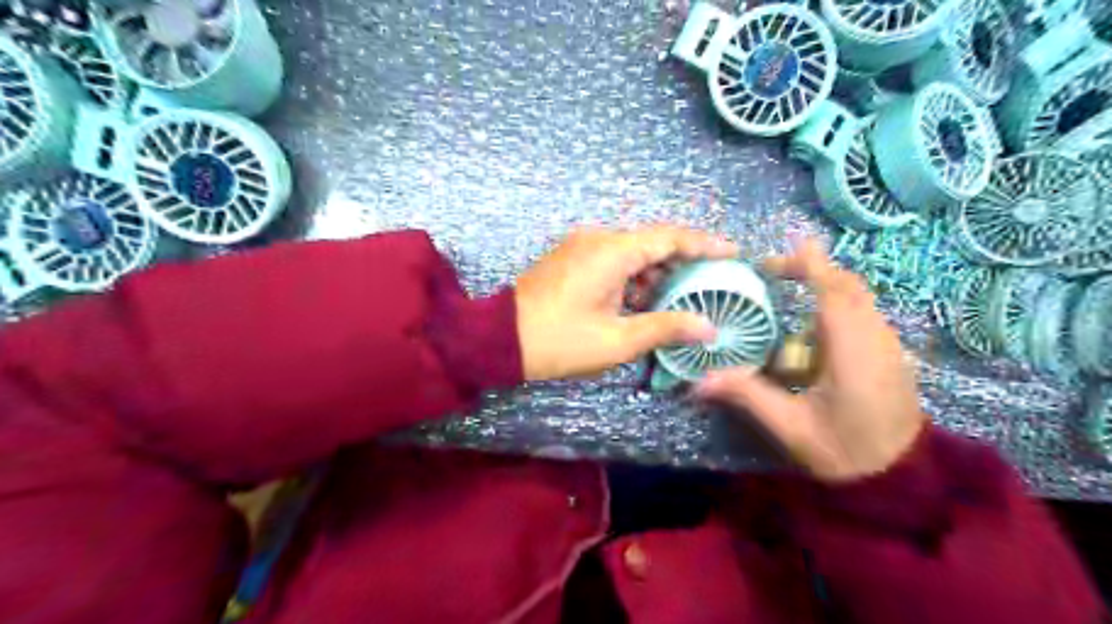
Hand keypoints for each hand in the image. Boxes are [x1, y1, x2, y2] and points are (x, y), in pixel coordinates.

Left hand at [513, 224, 735, 378]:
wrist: (499, 339)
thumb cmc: (560, 341)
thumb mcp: (617, 340)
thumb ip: (665, 327)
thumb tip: (707, 326)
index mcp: (612, 251)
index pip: (669, 238)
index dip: (704, 244)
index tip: (733, 252)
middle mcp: (597, 238)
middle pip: (652, 242)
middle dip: (681, 263)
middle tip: (708, 284)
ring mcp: (580, 246)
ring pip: (631, 252)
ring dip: (655, 274)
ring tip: (677, 301)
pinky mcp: (570, 258)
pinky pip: (611, 259)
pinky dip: (632, 277)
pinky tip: (641, 302)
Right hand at [697, 239, 926, 483]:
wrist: (902, 479)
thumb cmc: (845, 452)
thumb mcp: (791, 428)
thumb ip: (747, 396)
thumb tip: (698, 382)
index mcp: (853, 353)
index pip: (834, 293)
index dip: (812, 264)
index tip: (787, 243)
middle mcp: (877, 339)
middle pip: (849, 286)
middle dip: (813, 269)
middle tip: (773, 271)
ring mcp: (889, 345)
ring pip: (859, 297)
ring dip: (826, 284)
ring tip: (790, 289)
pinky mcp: (891, 353)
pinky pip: (864, 312)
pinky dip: (837, 302)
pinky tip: (813, 324)